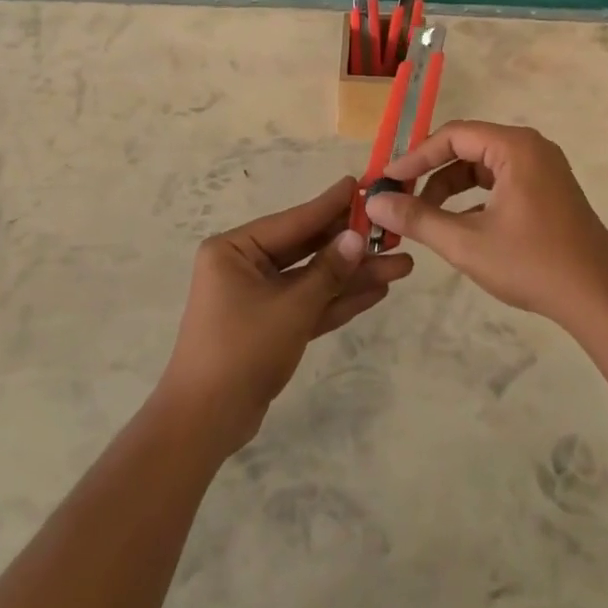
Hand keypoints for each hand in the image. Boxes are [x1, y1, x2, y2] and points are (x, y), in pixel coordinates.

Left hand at [156, 175, 413, 453]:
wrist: (205, 423)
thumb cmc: (242, 350)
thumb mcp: (291, 307)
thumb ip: (328, 272)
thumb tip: (358, 238)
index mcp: (234, 249)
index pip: (293, 221)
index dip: (330, 205)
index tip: (361, 184)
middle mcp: (244, 266)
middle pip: (307, 249)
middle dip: (351, 247)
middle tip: (393, 232)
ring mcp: (258, 297)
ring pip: (313, 279)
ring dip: (353, 276)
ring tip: (401, 265)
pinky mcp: (271, 326)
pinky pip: (308, 304)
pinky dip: (338, 299)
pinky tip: (377, 290)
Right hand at [362, 122, 607, 327]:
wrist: (600, 298)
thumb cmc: (532, 263)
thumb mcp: (466, 243)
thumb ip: (418, 218)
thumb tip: (375, 202)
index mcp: (515, 147)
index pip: (452, 136)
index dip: (415, 157)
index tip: (387, 181)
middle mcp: (531, 148)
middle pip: (467, 148)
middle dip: (431, 173)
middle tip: (400, 198)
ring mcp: (543, 169)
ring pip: (483, 167)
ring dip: (450, 189)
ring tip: (425, 218)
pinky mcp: (548, 191)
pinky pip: (500, 182)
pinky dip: (474, 199)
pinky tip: (458, 227)